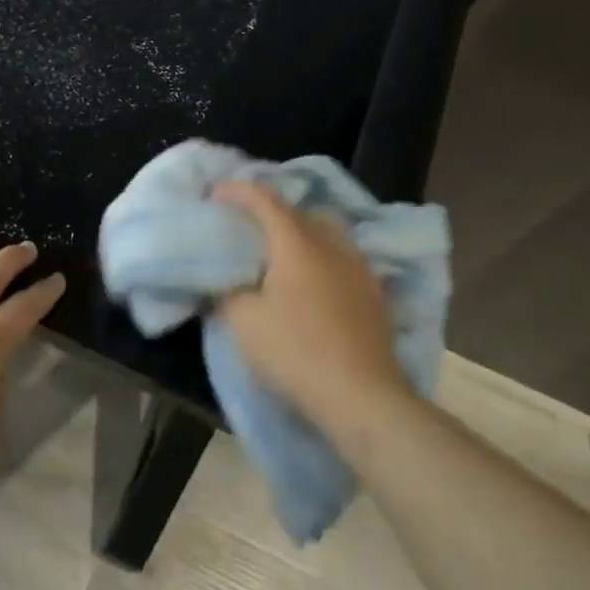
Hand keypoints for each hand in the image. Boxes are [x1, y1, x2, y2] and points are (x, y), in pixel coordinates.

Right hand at [210, 181, 407, 436]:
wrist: (361, 397)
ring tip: (281, 249)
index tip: (215, 194)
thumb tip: (222, 281)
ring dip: (301, 232)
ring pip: (328, 233)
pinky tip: (311, 279)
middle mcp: (331, 246)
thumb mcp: (243, 322)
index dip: (238, 191)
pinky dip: (321, 257)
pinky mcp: (374, 296)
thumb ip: (226, 293)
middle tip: (246, 223)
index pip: (265, 200)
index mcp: (297, 243)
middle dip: (271, 210)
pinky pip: (343, 258)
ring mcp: (358, 270)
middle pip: (300, 211)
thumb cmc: (295, 352)